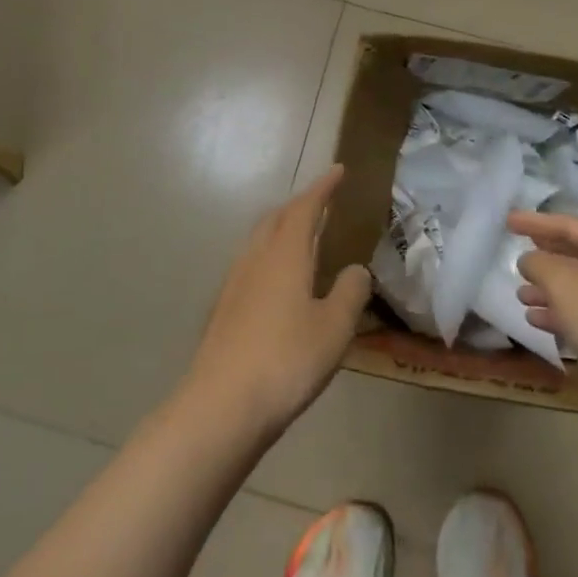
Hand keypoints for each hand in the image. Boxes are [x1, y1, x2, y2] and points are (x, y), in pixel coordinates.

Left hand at [183, 166, 372, 438]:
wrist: (221, 405)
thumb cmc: (286, 360)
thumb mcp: (334, 328)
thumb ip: (350, 293)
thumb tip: (356, 270)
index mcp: (285, 255)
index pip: (305, 208)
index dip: (323, 188)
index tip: (338, 171)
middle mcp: (256, 260)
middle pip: (276, 219)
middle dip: (299, 205)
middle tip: (321, 202)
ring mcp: (234, 284)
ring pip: (259, 241)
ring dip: (281, 229)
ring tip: (303, 237)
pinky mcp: (224, 310)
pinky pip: (251, 265)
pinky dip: (270, 256)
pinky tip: (277, 282)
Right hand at [510, 212, 577, 401]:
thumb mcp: (563, 283)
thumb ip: (539, 263)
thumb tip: (530, 260)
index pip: (573, 226)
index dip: (537, 223)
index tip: (508, 221)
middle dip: (546, 259)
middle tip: (518, 253)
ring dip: (551, 290)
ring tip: (521, 295)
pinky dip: (564, 313)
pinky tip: (536, 320)